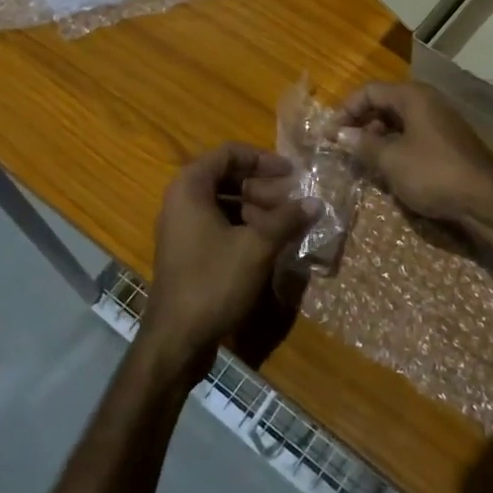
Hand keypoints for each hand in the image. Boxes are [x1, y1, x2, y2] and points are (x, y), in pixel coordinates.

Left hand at [144, 143, 316, 375]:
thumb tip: (315, 202)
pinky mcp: (187, 251)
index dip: (262, 159)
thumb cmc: (213, 282)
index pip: (229, 153)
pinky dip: (244, 227)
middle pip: (227, 177)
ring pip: (224, 203)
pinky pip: (218, 225)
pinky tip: (269, 243)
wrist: (176, 339)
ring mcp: (182, 227)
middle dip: (263, 187)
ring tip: (286, 224)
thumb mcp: (257, 246)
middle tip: (293, 202)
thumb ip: (287, 219)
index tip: (291, 173)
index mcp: (190, 187)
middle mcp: (181, 200)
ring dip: (257, 208)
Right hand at [335, 81, 492, 224]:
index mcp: (412, 96)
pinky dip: (394, 148)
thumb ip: (362, 145)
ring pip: (397, 123)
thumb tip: (338, 134)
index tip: (328, 135)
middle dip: (359, 124)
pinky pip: (412, 137)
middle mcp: (426, 102)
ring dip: (376, 138)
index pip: (369, 91)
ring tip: (359, 161)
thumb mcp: (391, 160)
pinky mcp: (446, 144)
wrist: (487, 199)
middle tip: (341, 147)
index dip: (345, 110)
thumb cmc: (434, 173)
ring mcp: (439, 123)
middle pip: (383, 104)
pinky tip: (385, 169)